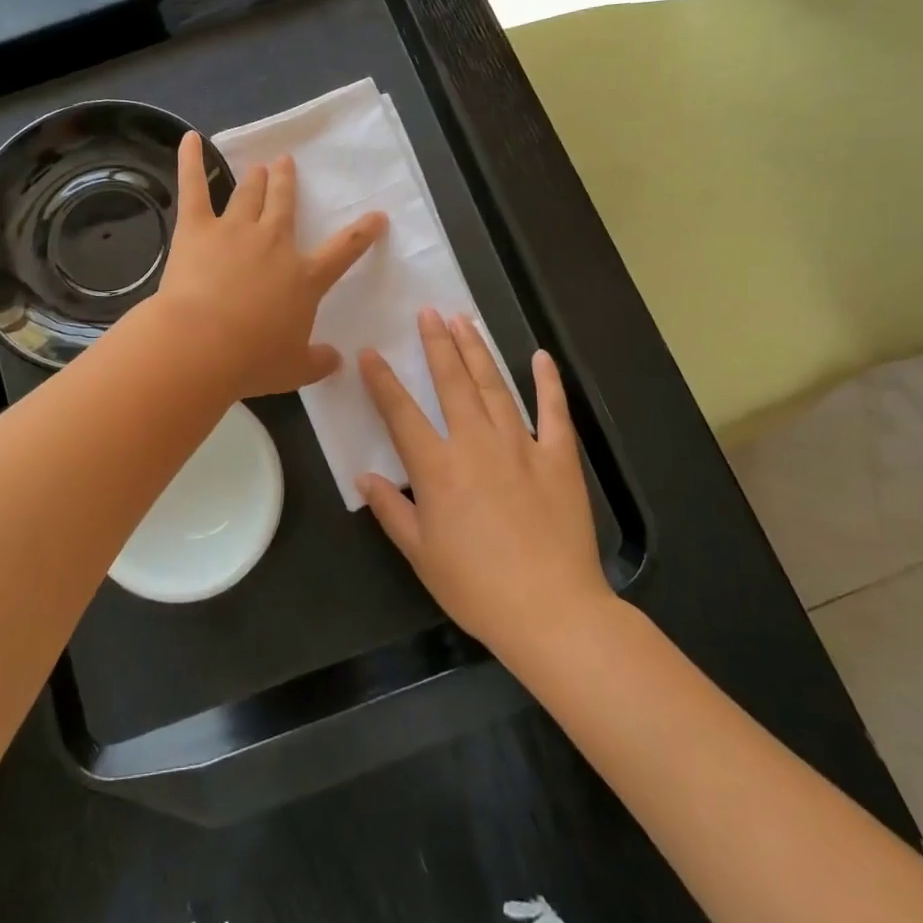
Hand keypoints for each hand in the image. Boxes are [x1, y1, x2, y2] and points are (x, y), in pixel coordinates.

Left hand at [157, 132, 386, 397]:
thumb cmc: (251, 360)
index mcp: (304, 276)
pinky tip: (190, 139)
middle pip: (285, 204)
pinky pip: (194, 187)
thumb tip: (337, 360)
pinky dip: (190, 161)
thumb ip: (318, 362)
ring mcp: (236, 230)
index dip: (363, 233)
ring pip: (249, 194)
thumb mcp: (294, 369)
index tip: (377, 216)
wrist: (202, 346)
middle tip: (285, 164)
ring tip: (258, 166)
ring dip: (255, 178)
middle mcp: (274, 243)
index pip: (344, 250)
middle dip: (287, 182)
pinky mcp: (197, 228)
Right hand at [358, 310, 609, 657]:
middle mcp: (475, 443)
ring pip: (494, 386)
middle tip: (428, 312)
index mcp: (437, 468)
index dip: (382, 380)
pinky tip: (540, 357)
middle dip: (437, 344)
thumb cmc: (476, 587)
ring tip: (464, 321)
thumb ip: (391, 510)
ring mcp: (520, 445)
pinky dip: (547, 382)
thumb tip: (364, 477)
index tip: (370, 352)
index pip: (401, 413)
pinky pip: (553, 411)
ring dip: (477, 351)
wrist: (551, 610)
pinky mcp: (558, 456)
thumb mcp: (421, 554)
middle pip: (452, 382)